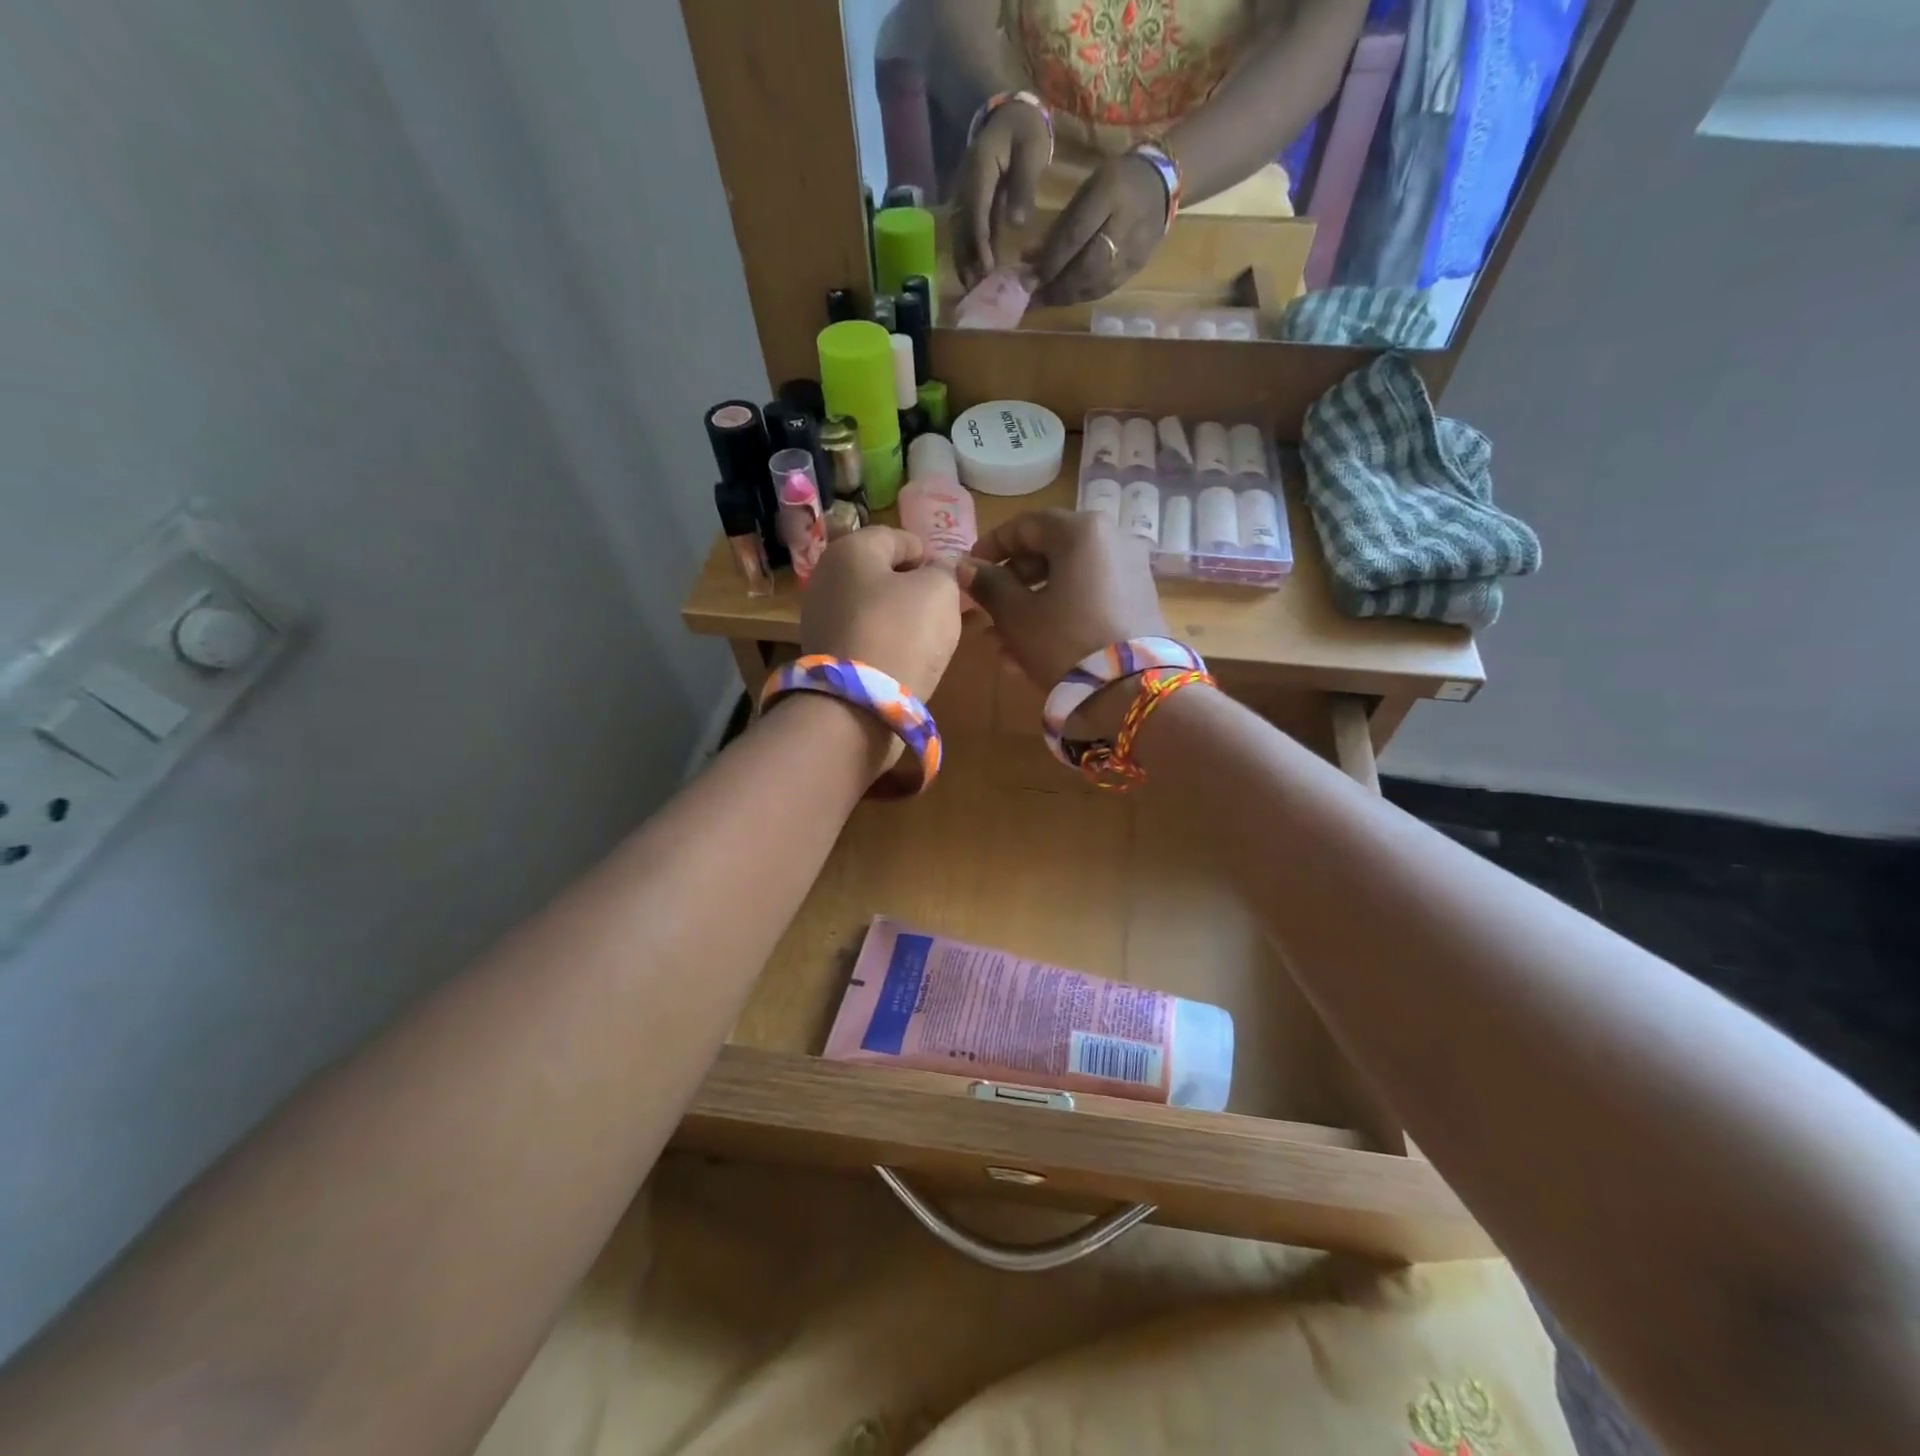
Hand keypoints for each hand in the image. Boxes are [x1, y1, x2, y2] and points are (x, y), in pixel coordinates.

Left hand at [801, 526, 963, 701]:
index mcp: (850, 549)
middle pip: (881, 573)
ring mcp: (819, 617)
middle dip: (913, 587)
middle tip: (943, 609)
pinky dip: (883, 641)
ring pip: (871, 606)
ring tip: (927, 638)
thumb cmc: (902, 633)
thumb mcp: (940, 591)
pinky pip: (862, 636)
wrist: (858, 705)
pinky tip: (903, 658)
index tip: (952, 581)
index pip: (898, 538)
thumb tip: (940, 569)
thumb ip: (945, 571)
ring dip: (899, 616)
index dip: (930, 555)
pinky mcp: (822, 653)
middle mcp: (826, 576)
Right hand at [951, 100, 1051, 288]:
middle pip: (962, 227)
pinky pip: (969, 229)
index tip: (986, 268)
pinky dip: (971, 250)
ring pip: (961, 231)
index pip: (976, 212)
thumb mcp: (1030, 151)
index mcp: (980, 169)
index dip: (980, 242)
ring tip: (972, 286)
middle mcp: (967, 184)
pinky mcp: (973, 202)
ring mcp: (967, 193)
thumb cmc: (1025, 130)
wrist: (1012, 113)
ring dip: (965, 259)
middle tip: (974, 288)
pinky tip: (977, 270)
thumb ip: (1023, 186)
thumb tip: (1016, 224)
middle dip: (966, 259)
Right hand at [957, 510, 1166, 736]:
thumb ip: (988, 585)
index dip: (991, 546)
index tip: (969, 569)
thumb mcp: (1017, 616)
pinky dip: (1060, 614)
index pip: (1026, 525)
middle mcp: (1112, 540)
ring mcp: (1130, 571)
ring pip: (1067, 580)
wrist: (1132, 691)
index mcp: (1082, 531)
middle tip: (986, 608)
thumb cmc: (1065, 643)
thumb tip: (965, 567)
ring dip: (1032, 604)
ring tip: (1002, 640)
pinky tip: (1034, 648)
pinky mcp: (1138, 603)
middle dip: (1012, 582)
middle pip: (1050, 551)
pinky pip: (1088, 598)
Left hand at [1028, 154, 1166, 306]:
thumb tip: (1030, 260)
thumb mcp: (1086, 191)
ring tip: (1047, 301)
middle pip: (1086, 267)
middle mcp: (1124, 224)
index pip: (1075, 235)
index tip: (1031, 277)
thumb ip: (1060, 226)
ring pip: (1096, 284)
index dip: (1051, 261)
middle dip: (1057, 286)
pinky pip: (1106, 288)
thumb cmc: (1115, 182)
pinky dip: (1083, 295)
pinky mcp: (1137, 267)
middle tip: (1034, 298)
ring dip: (1067, 296)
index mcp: (1109, 192)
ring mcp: (1134, 249)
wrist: (1161, 184)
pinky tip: (1069, 297)